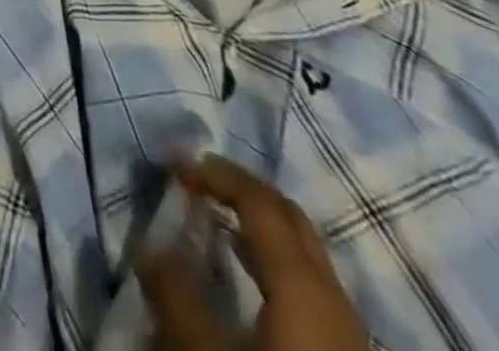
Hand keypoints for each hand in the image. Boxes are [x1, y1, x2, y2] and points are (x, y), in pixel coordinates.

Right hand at [140, 156, 367, 350]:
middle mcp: (333, 299)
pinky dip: (273, 264)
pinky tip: (248, 278)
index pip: (260, 202)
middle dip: (244, 191)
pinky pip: (310, 288)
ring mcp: (347, 334)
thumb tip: (152, 247)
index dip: (217, 174)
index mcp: (302, 285)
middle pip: (291, 220)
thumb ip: (173, 291)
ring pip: (304, 256)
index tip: (176, 166)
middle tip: (200, 180)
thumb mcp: (200, 349)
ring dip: (259, 228)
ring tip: (217, 222)